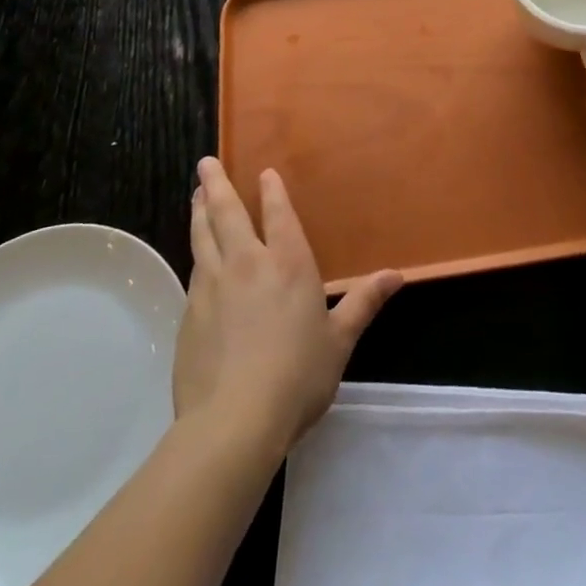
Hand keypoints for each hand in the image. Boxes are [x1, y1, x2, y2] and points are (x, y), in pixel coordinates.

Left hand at [174, 158, 402, 454]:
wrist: (233, 422)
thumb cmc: (297, 376)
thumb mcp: (339, 341)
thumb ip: (364, 302)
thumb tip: (397, 275)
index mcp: (288, 263)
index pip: (278, 214)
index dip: (271, 191)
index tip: (264, 173)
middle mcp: (247, 263)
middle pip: (227, 213)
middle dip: (216, 185)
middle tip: (205, 162)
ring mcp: (212, 287)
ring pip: (203, 237)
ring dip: (199, 212)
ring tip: (196, 195)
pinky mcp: (189, 314)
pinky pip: (194, 272)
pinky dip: (196, 254)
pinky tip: (196, 258)